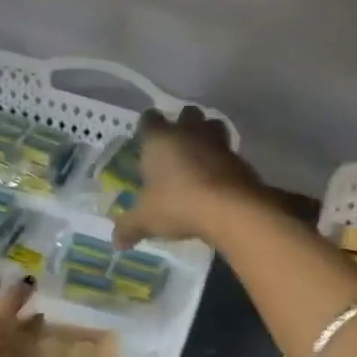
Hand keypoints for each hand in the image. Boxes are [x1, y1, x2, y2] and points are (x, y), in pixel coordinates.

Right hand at [113, 105, 265, 247]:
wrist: (230, 208)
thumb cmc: (178, 204)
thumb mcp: (146, 219)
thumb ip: (129, 227)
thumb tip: (117, 243)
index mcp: (160, 139)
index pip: (150, 118)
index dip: (147, 126)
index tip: (145, 139)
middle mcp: (188, 132)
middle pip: (187, 113)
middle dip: (182, 124)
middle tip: (175, 145)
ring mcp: (217, 142)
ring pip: (213, 125)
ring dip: (207, 135)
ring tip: (200, 155)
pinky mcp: (240, 157)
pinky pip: (229, 150)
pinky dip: (223, 159)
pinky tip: (218, 177)